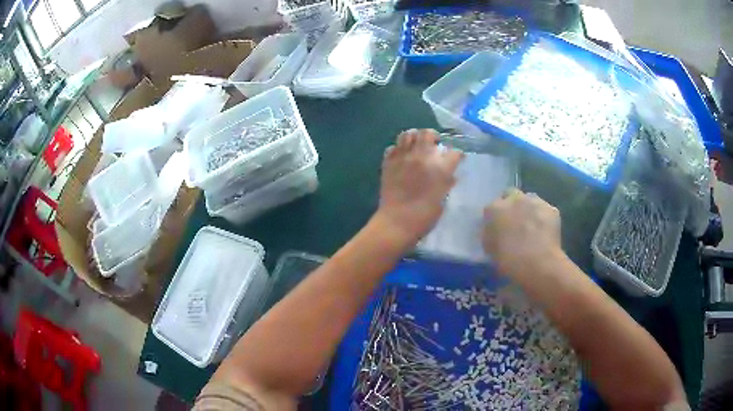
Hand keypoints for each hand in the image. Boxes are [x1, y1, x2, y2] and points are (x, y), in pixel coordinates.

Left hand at [377, 129, 462, 243]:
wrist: (397, 222)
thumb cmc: (424, 216)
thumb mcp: (443, 200)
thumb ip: (446, 183)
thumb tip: (449, 175)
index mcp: (440, 168)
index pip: (454, 152)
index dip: (457, 155)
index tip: (458, 158)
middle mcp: (422, 157)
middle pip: (428, 133)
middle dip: (434, 137)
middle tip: (434, 144)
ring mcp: (403, 157)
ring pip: (408, 134)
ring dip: (415, 137)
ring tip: (417, 145)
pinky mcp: (388, 162)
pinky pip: (393, 147)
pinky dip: (399, 149)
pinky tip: (402, 156)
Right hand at [483, 189, 561, 276]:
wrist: (539, 264)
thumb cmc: (509, 261)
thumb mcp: (490, 251)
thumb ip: (490, 236)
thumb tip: (494, 232)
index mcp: (494, 209)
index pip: (491, 208)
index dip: (494, 218)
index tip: (497, 229)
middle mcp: (514, 199)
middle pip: (510, 194)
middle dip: (511, 205)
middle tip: (514, 222)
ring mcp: (534, 202)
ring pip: (529, 199)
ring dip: (528, 208)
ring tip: (531, 226)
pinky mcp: (551, 209)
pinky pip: (544, 210)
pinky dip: (543, 218)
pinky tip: (544, 232)